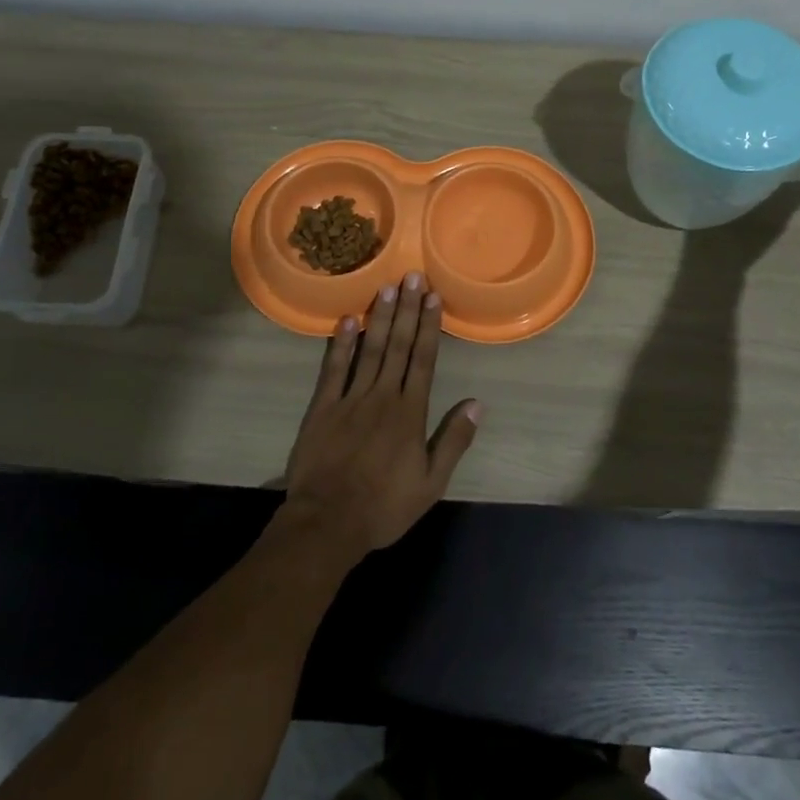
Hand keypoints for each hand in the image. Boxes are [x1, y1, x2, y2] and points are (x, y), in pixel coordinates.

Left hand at [278, 273, 481, 566]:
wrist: (328, 523)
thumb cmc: (384, 507)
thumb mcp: (431, 483)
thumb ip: (453, 441)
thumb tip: (477, 403)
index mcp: (410, 413)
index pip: (424, 360)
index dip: (430, 327)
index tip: (434, 297)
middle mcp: (383, 396)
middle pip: (399, 346)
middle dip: (408, 310)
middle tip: (413, 276)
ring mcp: (350, 399)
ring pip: (370, 349)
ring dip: (381, 317)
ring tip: (387, 287)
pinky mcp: (322, 407)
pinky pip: (334, 369)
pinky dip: (341, 343)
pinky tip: (348, 319)